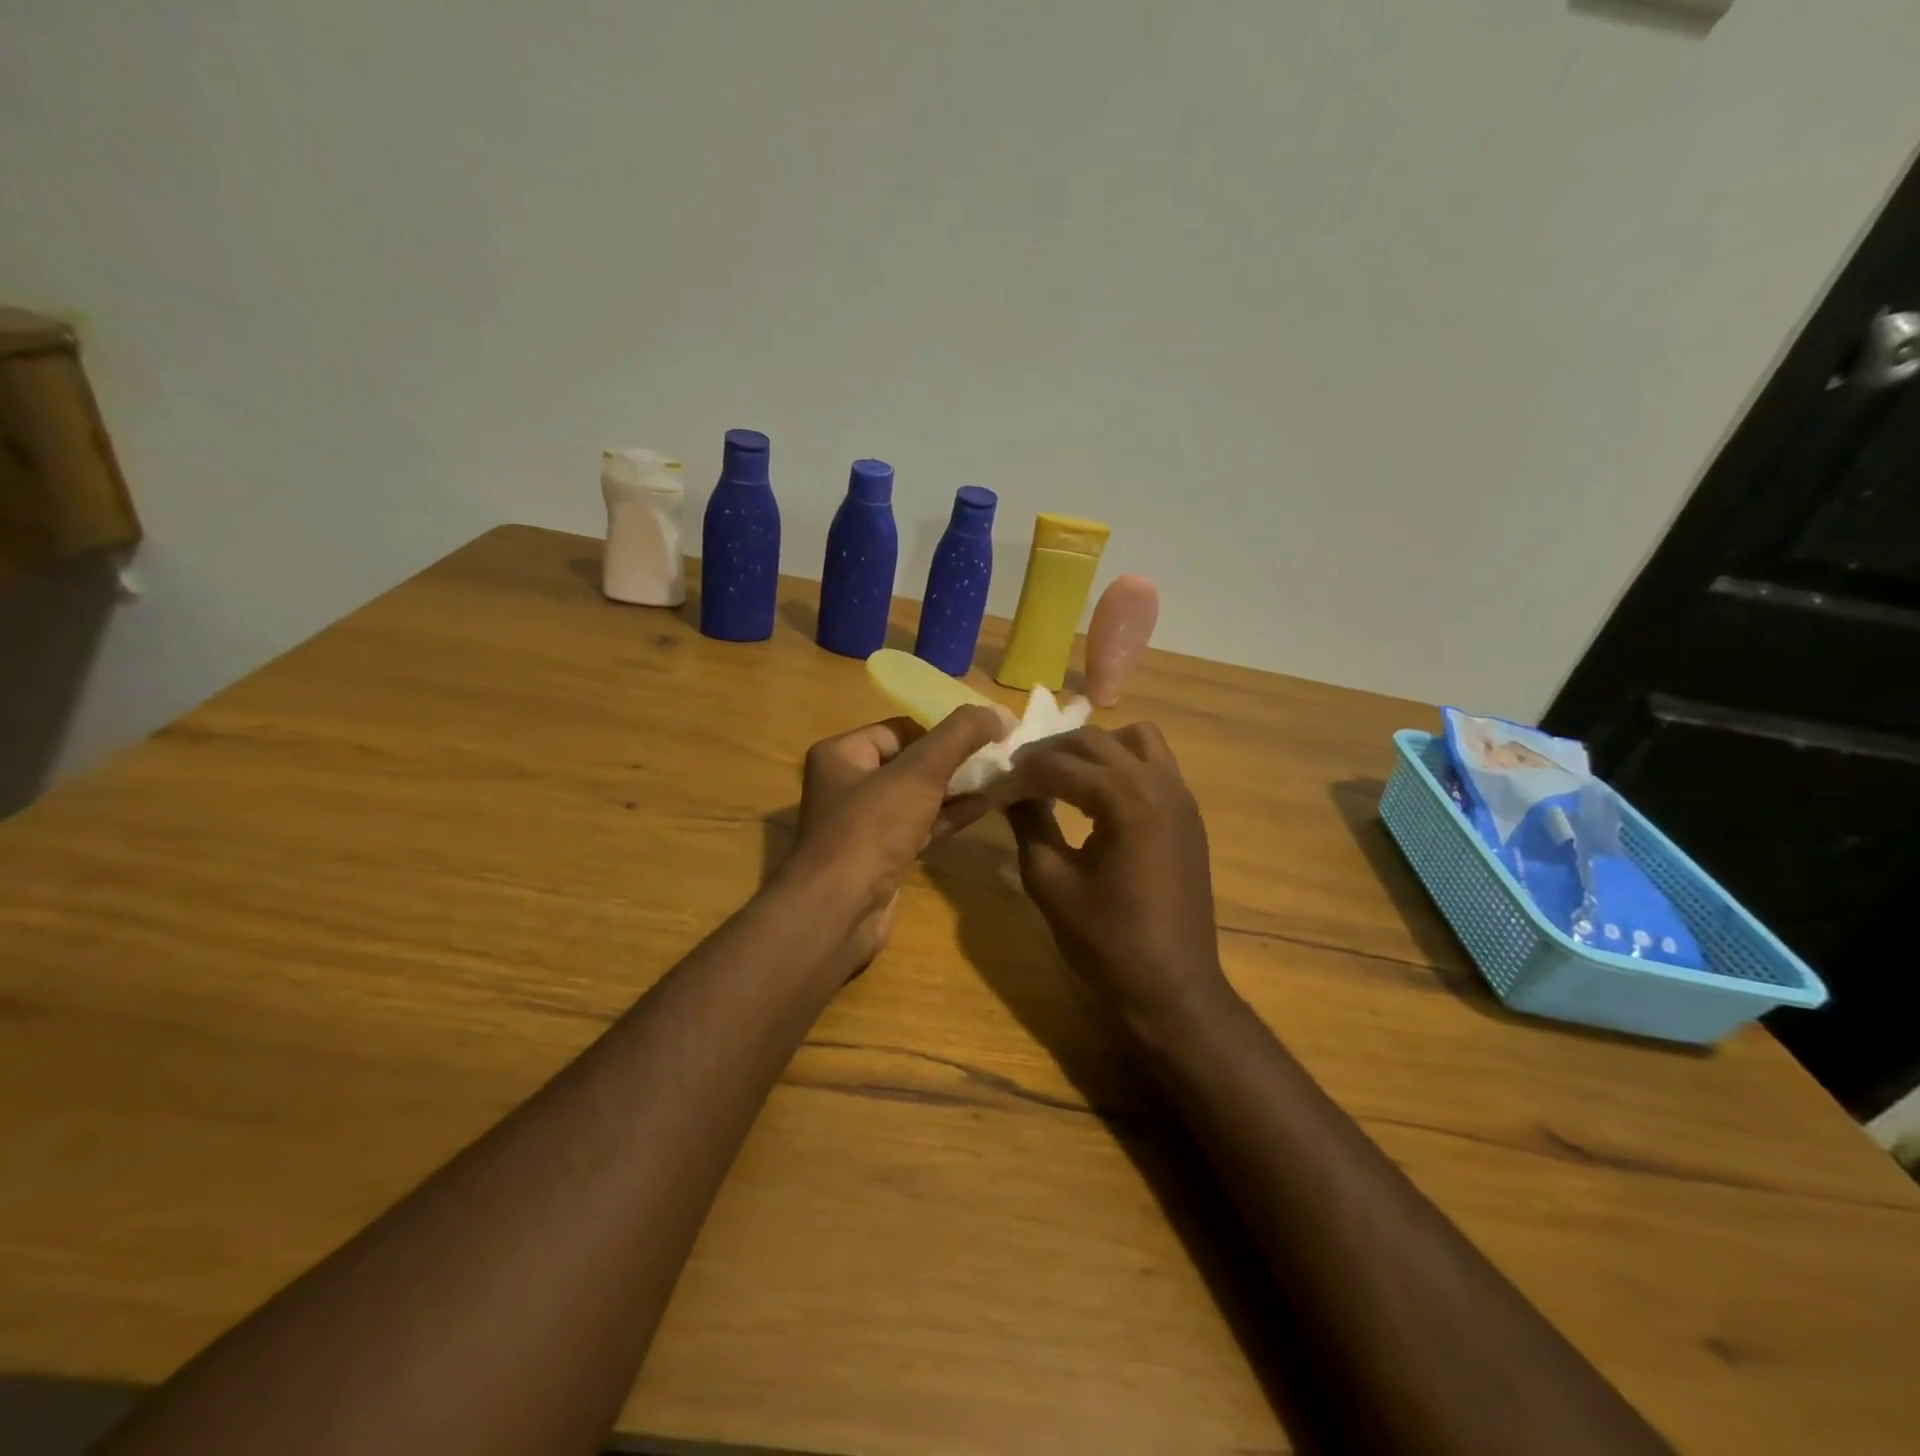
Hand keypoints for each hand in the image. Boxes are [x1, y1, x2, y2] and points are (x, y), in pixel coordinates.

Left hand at [786, 706, 1006, 970]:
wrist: (838, 911)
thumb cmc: (872, 828)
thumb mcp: (919, 771)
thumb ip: (960, 735)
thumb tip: (1000, 712)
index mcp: (841, 754)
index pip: (899, 729)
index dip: (940, 732)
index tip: (980, 740)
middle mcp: (848, 785)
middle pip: (911, 762)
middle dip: (954, 761)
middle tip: (997, 759)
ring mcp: (864, 825)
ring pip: (918, 797)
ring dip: (957, 789)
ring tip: (1001, 779)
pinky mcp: (882, 857)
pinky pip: (921, 826)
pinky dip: (950, 816)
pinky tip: (987, 807)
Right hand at [1001, 724, 1228, 1025]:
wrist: (1173, 987)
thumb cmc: (1107, 941)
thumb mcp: (1051, 883)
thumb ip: (1029, 824)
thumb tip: (1009, 791)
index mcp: (1127, 800)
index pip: (1060, 765)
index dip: (1020, 774)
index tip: (993, 787)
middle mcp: (1160, 784)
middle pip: (1096, 740)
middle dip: (1051, 752)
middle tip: (1019, 777)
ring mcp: (1181, 796)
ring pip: (1136, 739)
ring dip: (1094, 749)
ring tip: (1064, 777)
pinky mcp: (1188, 814)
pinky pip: (1156, 764)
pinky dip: (1123, 764)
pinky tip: (1097, 797)